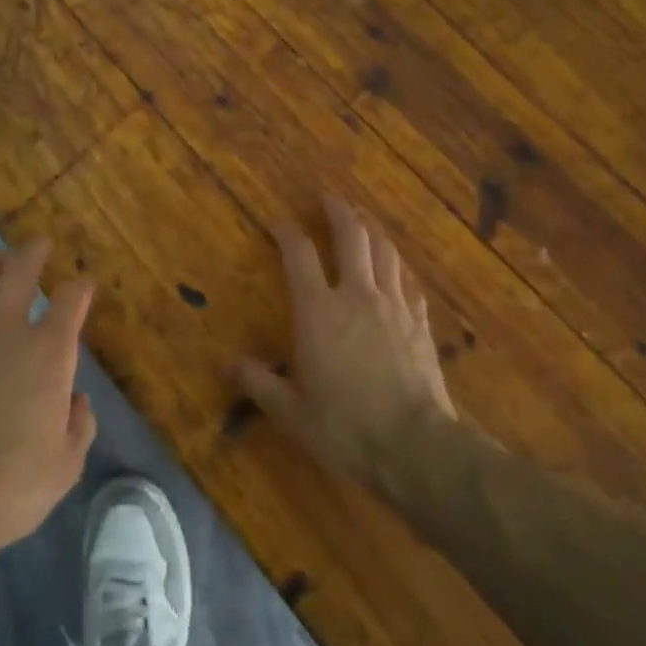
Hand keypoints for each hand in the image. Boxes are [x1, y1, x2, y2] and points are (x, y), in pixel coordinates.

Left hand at [0, 239, 96, 557]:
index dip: (81, 287)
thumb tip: (75, 400)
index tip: (83, 285)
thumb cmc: (12, 486)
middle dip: (34, 250)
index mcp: (48, 351)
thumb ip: (78, 425)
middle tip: (39, 244)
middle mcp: (6, 328)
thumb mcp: (66, 464)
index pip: (71, 298)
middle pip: (21, 268)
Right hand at [238, 196, 457, 488]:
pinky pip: (408, 282)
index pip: (298, 254)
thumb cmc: (346, 428)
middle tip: (328, 198)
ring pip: (384, 251)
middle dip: (338, 211)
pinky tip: (396, 269)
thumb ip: (258, 382)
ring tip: (363, 219)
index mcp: (318, 311)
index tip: (277, 221)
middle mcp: (356, 296)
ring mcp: (394, 306)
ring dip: (372, 229)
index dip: (286, 232)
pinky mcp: (420, 323)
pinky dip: (397, 267)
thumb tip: (225, 365)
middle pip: (351, 236)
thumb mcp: (292, 412)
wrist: (417, 448)